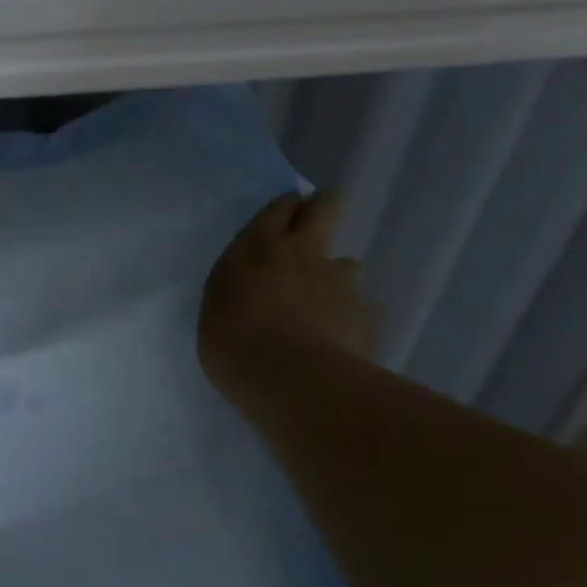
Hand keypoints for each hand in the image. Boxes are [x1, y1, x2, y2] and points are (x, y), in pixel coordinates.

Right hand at [199, 193, 375, 410]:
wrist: (288, 379)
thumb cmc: (232, 341)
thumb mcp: (218, 305)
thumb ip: (241, 285)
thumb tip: (254, 287)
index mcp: (260, 245)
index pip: (282, 206)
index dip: (287, 209)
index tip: (283, 220)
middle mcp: (305, 251)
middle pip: (327, 207)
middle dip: (323, 211)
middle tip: (313, 233)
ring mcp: (341, 281)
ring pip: (348, 266)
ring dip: (336, 282)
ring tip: (322, 314)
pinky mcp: (367, 314)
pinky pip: (362, 312)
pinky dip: (352, 323)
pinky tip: (340, 346)